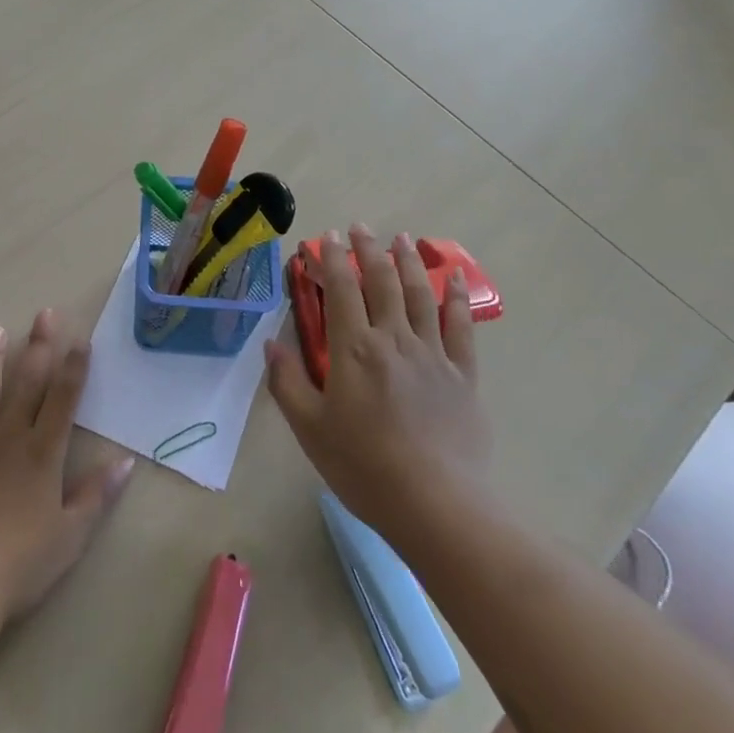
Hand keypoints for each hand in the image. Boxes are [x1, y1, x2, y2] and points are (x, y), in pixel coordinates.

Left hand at [0, 311, 134, 623]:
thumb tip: (126, 461)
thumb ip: (96, 496)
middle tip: (43, 314)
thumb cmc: (18, 566)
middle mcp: (6, 437)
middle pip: (25, 383)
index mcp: (41, 453)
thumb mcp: (69, 537)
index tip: (80, 339)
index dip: (74, 368)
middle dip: (37, 346)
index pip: (63, 399)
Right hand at [265, 227, 489, 539]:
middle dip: (368, 250)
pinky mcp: (462, 375)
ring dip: (409, 262)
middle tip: (361, 227)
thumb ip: (288, 382)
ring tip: (401, 238)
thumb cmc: (363, 467)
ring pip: (420, 294)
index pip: (342, 289)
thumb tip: (271, 344)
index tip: (328, 236)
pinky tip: (455, 278)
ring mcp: (432, 354)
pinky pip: (461, 327)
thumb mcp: (310, 428)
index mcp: (354, 349)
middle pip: (381, 282)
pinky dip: (458, 298)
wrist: (437, 505)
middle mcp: (394, 339)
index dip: (333, 259)